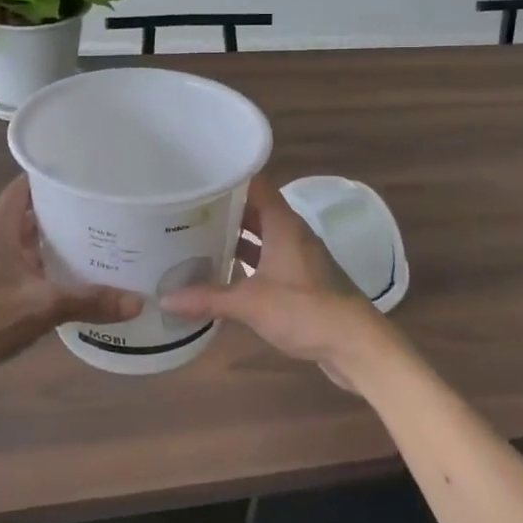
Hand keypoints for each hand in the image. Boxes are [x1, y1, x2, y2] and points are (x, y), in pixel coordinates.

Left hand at [0, 178, 141, 399]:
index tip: (81, 181)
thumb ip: (90, 301)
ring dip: (40, 246)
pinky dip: (26, 269)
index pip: (21, 187)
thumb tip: (138, 302)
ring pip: (12, 244)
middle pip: (20, 216)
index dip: (49, 180)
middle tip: (92, 219)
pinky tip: (50, 286)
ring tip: (79, 251)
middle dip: (54, 216)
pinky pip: (3, 267)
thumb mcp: (43, 308)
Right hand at [160, 176, 385, 378]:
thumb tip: (166, 298)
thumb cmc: (306, 311)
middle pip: (254, 209)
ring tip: (194, 238)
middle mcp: (291, 233)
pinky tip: (221, 273)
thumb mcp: (251, 303)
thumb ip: (209, 298)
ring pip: (260, 236)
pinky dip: (246, 262)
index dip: (227, 178)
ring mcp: (297, 256)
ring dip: (234, 237)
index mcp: (283, 224)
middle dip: (222, 210)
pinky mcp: (300, 279)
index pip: (254, 184)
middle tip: (184, 211)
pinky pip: (266, 259)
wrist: (356, 344)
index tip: (196, 178)